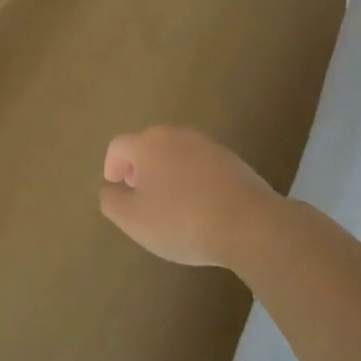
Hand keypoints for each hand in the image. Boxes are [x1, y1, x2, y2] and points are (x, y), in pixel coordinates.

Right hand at [98, 125, 281, 267]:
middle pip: (148, 146)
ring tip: (170, 205)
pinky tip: (199, 207)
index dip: (111, 166)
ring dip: (167, 174)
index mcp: (148, 144)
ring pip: (176, 154)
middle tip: (140, 196)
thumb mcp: (133, 220)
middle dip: (139, 169)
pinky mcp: (232, 160)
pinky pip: (200, 166)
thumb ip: (111, 201)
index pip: (118, 146)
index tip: (116, 188)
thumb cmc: (181, 221)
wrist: (250, 225)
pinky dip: (192, 180)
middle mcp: (176, 135)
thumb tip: (110, 188)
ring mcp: (208, 145)